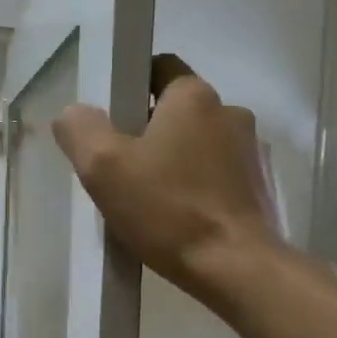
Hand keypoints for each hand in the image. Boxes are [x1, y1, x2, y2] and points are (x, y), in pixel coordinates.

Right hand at [53, 55, 282, 307]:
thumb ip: (80, 130)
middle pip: (176, 111)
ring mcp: (253, 151)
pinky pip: (218, 175)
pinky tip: (181, 220)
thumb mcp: (104, 167)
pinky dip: (198, 188)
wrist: (237, 268)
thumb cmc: (168, 210)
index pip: (157, 69)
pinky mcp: (262, 187)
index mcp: (194, 96)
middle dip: (148, 134)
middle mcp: (231, 112)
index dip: (129, 91)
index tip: (111, 128)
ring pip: (198, 145)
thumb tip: (73, 114)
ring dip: (175, 163)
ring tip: (152, 203)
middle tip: (122, 173)